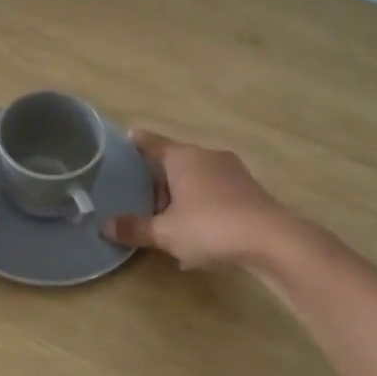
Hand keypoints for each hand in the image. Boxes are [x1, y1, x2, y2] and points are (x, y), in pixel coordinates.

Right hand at [104, 131, 294, 269]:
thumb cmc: (209, 227)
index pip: (152, 143)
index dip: (138, 142)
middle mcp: (207, 156)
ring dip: (183, 194)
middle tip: (143, 202)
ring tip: (170, 222)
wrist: (271, 239)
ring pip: (197, 177)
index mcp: (182, 158)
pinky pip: (216, 192)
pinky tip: (199, 231)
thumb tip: (105, 225)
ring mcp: (232, 171)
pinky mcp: (249, 189)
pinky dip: (203, 205)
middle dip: (159, 180)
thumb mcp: (166, 233)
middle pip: (175, 162)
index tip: (128, 136)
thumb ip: (135, 228)